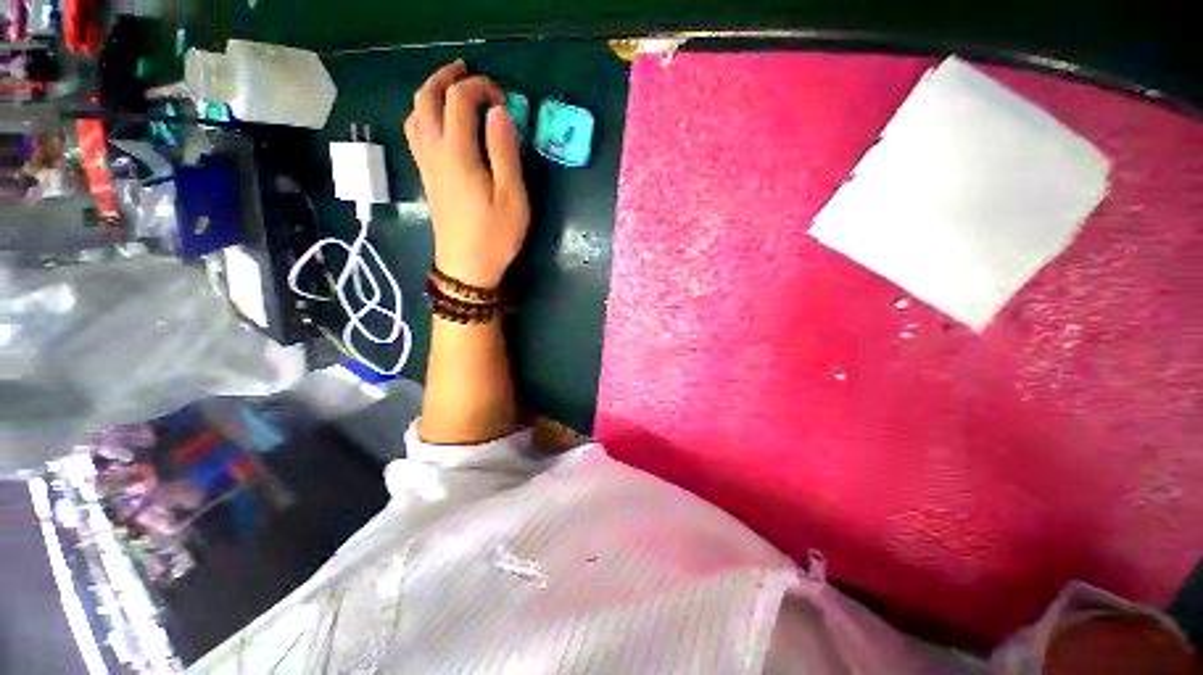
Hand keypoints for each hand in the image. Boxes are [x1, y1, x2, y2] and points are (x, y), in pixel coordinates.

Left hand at [404, 59, 529, 288]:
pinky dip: (425, 116)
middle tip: (467, 72)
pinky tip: (440, 125)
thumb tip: (499, 112)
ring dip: (430, 94)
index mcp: (457, 152)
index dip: (479, 87)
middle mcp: (435, 151)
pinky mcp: (428, 179)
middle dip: (445, 78)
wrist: (467, 267)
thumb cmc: (495, 235)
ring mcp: (427, 165)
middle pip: (426, 98)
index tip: (503, 96)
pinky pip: (416, 135)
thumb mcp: (512, 197)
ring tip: (450, 92)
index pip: (459, 100)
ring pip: (416, 115)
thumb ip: (505, 152)